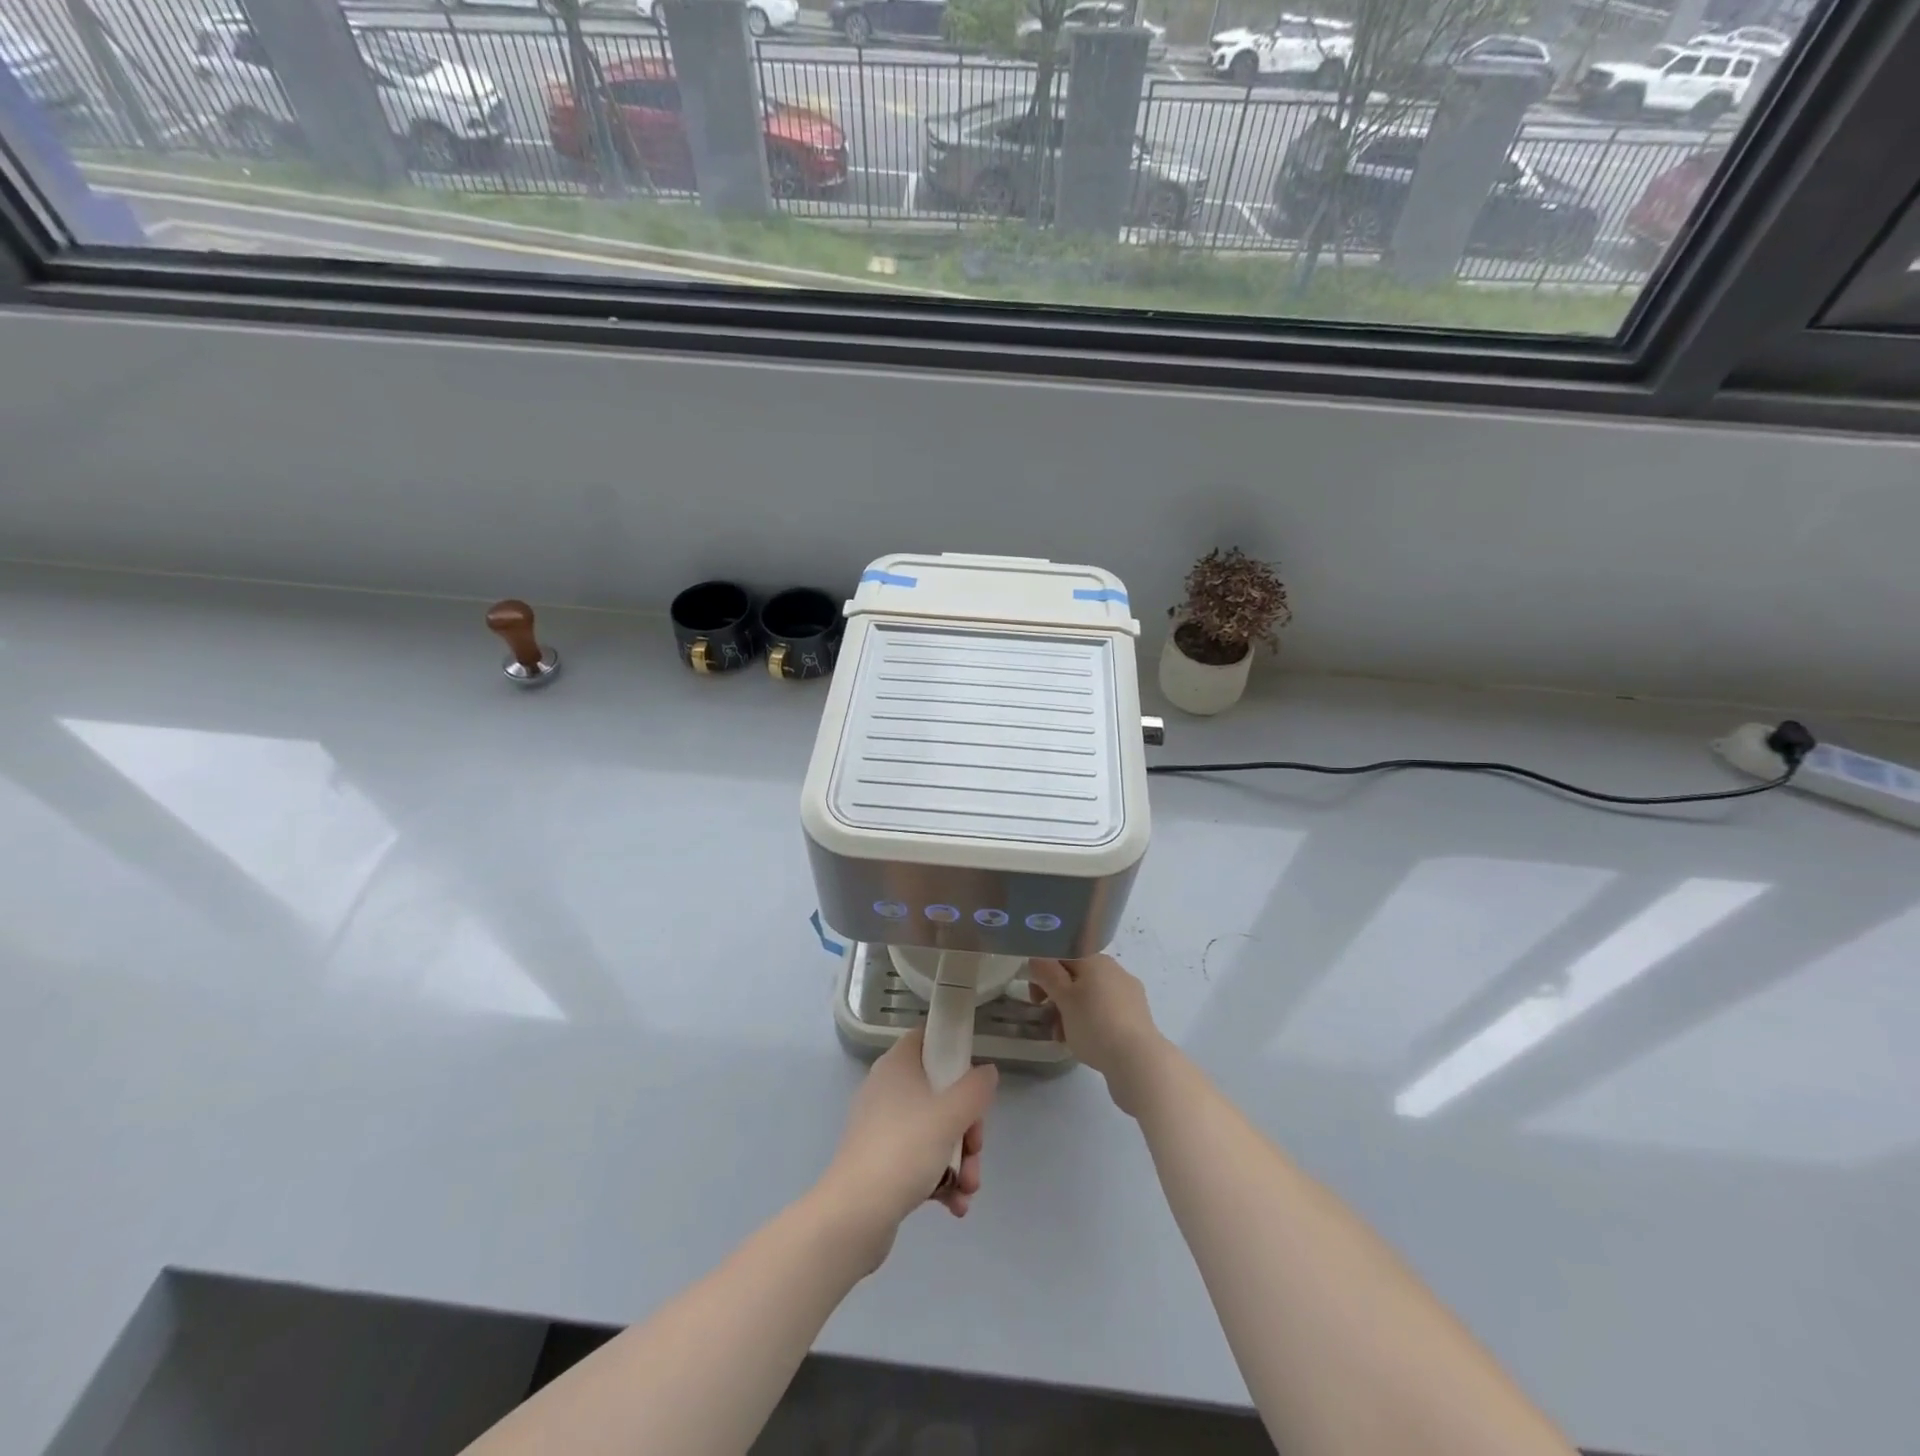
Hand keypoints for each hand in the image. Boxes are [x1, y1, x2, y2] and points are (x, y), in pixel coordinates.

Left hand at [820, 1030, 997, 1262]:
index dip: (953, 1053)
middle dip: (966, 1127)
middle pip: (939, 1092)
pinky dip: (939, 1177)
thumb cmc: (904, 1149)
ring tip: (968, 1189)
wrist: (855, 1214)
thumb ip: (975, 1089)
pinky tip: (955, 1204)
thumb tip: (987, 1072)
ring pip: (933, 1130)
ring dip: (958, 1159)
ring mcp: (882, 1127)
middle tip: (975, 1149)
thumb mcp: (951, 1114)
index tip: (973, 1082)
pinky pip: (918, 1158)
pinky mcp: (880, 1161)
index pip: (927, 1039)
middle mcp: (887, 1089)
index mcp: (897, 1065)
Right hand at [1027, 956, 1171, 1116]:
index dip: (1044, 973)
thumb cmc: (1094, 1024)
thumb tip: (1038, 959)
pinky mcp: (1136, 1015)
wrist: (1138, 1060)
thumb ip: (1047, 974)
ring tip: (1062, 1037)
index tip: (1037, 998)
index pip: (1062, 956)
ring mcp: (1128, 993)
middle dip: (1056, 997)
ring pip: (1090, 996)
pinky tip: (1084, 1042)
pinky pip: (1105, 1011)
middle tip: (1046, 1018)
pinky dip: (1090, 1021)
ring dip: (1070, 1013)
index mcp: (1096, 960)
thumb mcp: (1063, 998)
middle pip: (1076, 977)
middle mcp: (1114, 970)